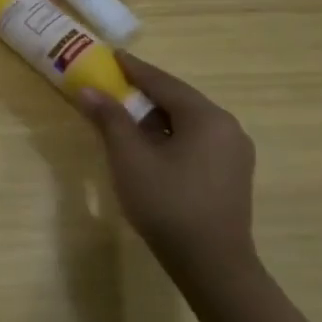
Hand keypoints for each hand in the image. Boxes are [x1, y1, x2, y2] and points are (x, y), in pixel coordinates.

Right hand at [79, 52, 257, 290]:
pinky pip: (196, 138)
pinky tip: (149, 143)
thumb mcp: (129, 157)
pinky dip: (169, 132)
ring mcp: (233, 152)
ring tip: (124, 112)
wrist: (212, 266)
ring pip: (187, 120)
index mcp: (206, 117)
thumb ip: (109, 118)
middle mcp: (226, 127)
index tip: (109, 55)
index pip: (162, 81)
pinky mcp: (231, 174)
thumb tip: (88, 89)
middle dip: (143, 90)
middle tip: (112, 83)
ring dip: (155, 113)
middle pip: (177, 98)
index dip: (132, 68)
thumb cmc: (167, 203)